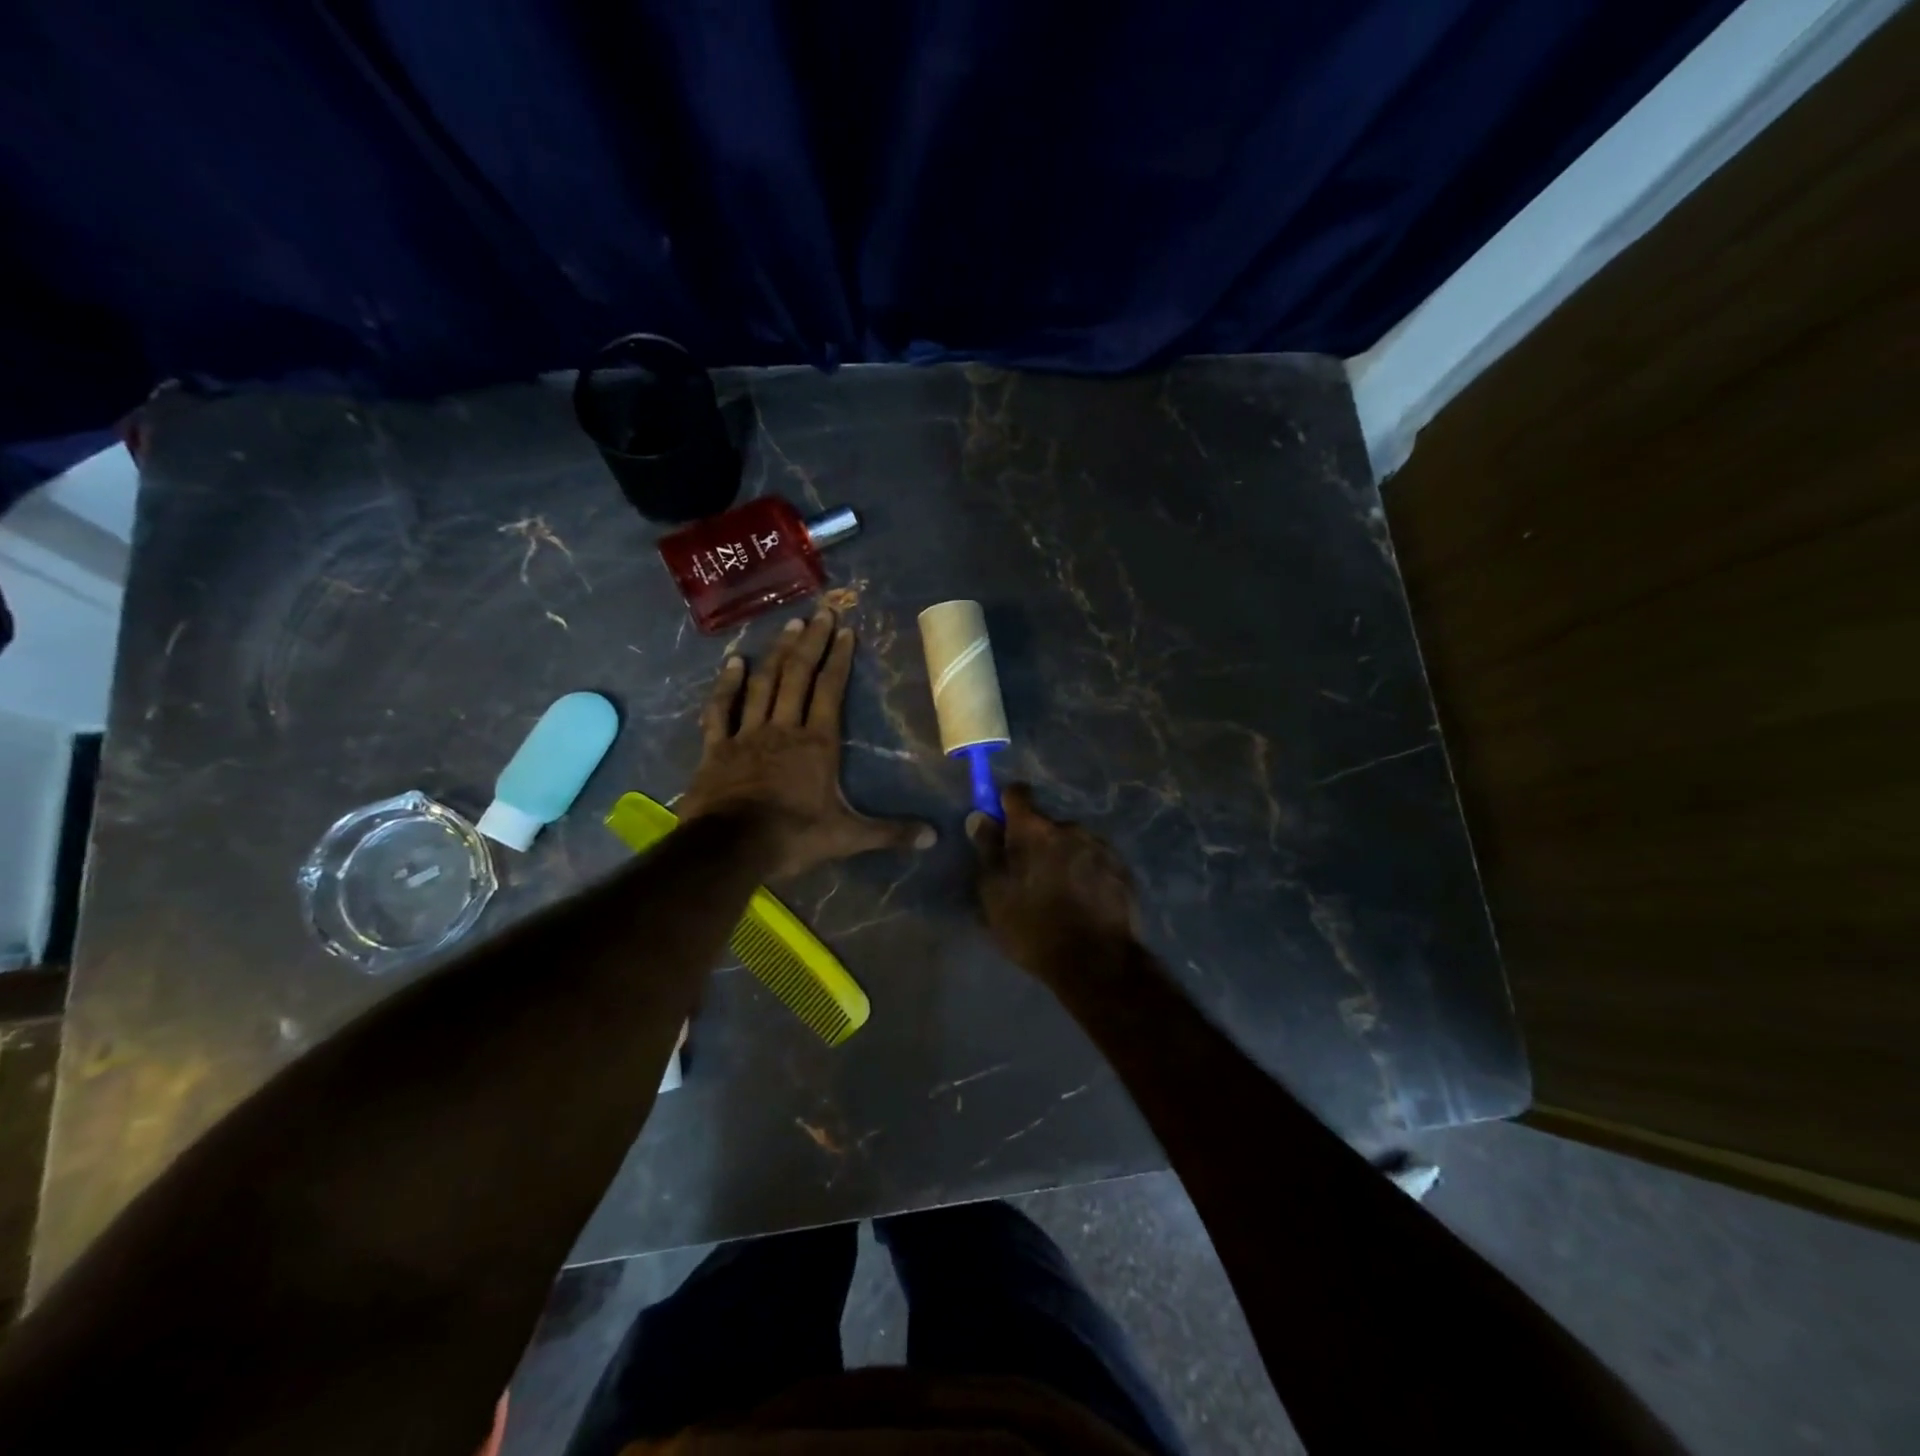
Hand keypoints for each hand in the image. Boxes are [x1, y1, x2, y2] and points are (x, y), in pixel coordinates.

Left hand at [679, 610, 935, 878]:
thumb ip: (890, 833)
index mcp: (817, 743)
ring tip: (788, 625)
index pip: (830, 691)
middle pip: (798, 676)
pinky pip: (720, 709)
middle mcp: (783, 728)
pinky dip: (726, 685)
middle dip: (811, 642)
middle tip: (820, 612)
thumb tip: (934, 838)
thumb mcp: (848, 837)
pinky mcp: (716, 748)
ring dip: (776, 653)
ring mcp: (747, 734)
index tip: (845, 630)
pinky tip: (733, 661)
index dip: (839, 659)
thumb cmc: (793, 837)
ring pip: (763, 684)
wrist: (731, 848)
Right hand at [967, 783, 1140, 978]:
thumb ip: (987, 850)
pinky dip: (1085, 872)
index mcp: (1034, 830)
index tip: (1001, 825)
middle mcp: (1069, 828)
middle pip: (1046, 824)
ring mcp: (1100, 847)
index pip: (1017, 794)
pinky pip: (1094, 860)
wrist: (1096, 962)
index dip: (1006, 804)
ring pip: (1072, 842)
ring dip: (1062, 857)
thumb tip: (980, 817)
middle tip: (1029, 875)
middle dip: (1036, 841)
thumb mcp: (995, 894)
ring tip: (1059, 893)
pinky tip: (1082, 901)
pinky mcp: (1121, 868)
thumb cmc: (1033, 927)